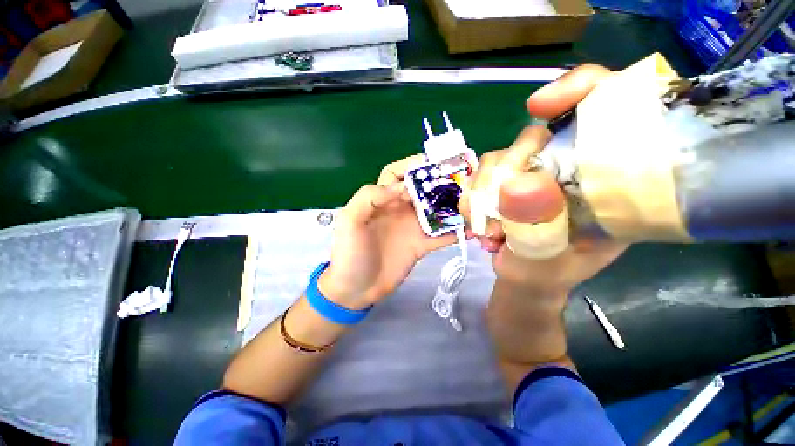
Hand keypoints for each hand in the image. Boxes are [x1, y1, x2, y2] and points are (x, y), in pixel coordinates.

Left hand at [319, 155, 460, 308]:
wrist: (356, 289)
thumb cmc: (349, 253)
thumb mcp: (350, 220)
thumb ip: (370, 197)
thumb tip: (402, 186)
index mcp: (381, 199)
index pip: (397, 174)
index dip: (411, 166)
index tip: (431, 165)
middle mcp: (399, 209)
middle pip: (422, 189)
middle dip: (439, 182)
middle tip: (460, 179)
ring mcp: (412, 227)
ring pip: (435, 210)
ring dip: (451, 205)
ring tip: (471, 202)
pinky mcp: (421, 245)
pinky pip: (441, 236)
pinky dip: (455, 232)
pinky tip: (470, 230)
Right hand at [462, 65, 626, 294]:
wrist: (524, 282)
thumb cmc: (547, 274)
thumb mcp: (549, 257)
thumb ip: (535, 226)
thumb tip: (514, 184)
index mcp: (602, 180)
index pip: (608, 110)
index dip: (579, 91)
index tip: (539, 106)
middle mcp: (566, 168)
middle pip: (533, 136)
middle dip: (506, 170)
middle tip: (498, 213)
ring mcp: (530, 175)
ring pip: (497, 158)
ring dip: (483, 194)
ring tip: (489, 232)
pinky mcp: (504, 185)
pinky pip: (479, 177)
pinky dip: (471, 200)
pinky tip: (479, 226)